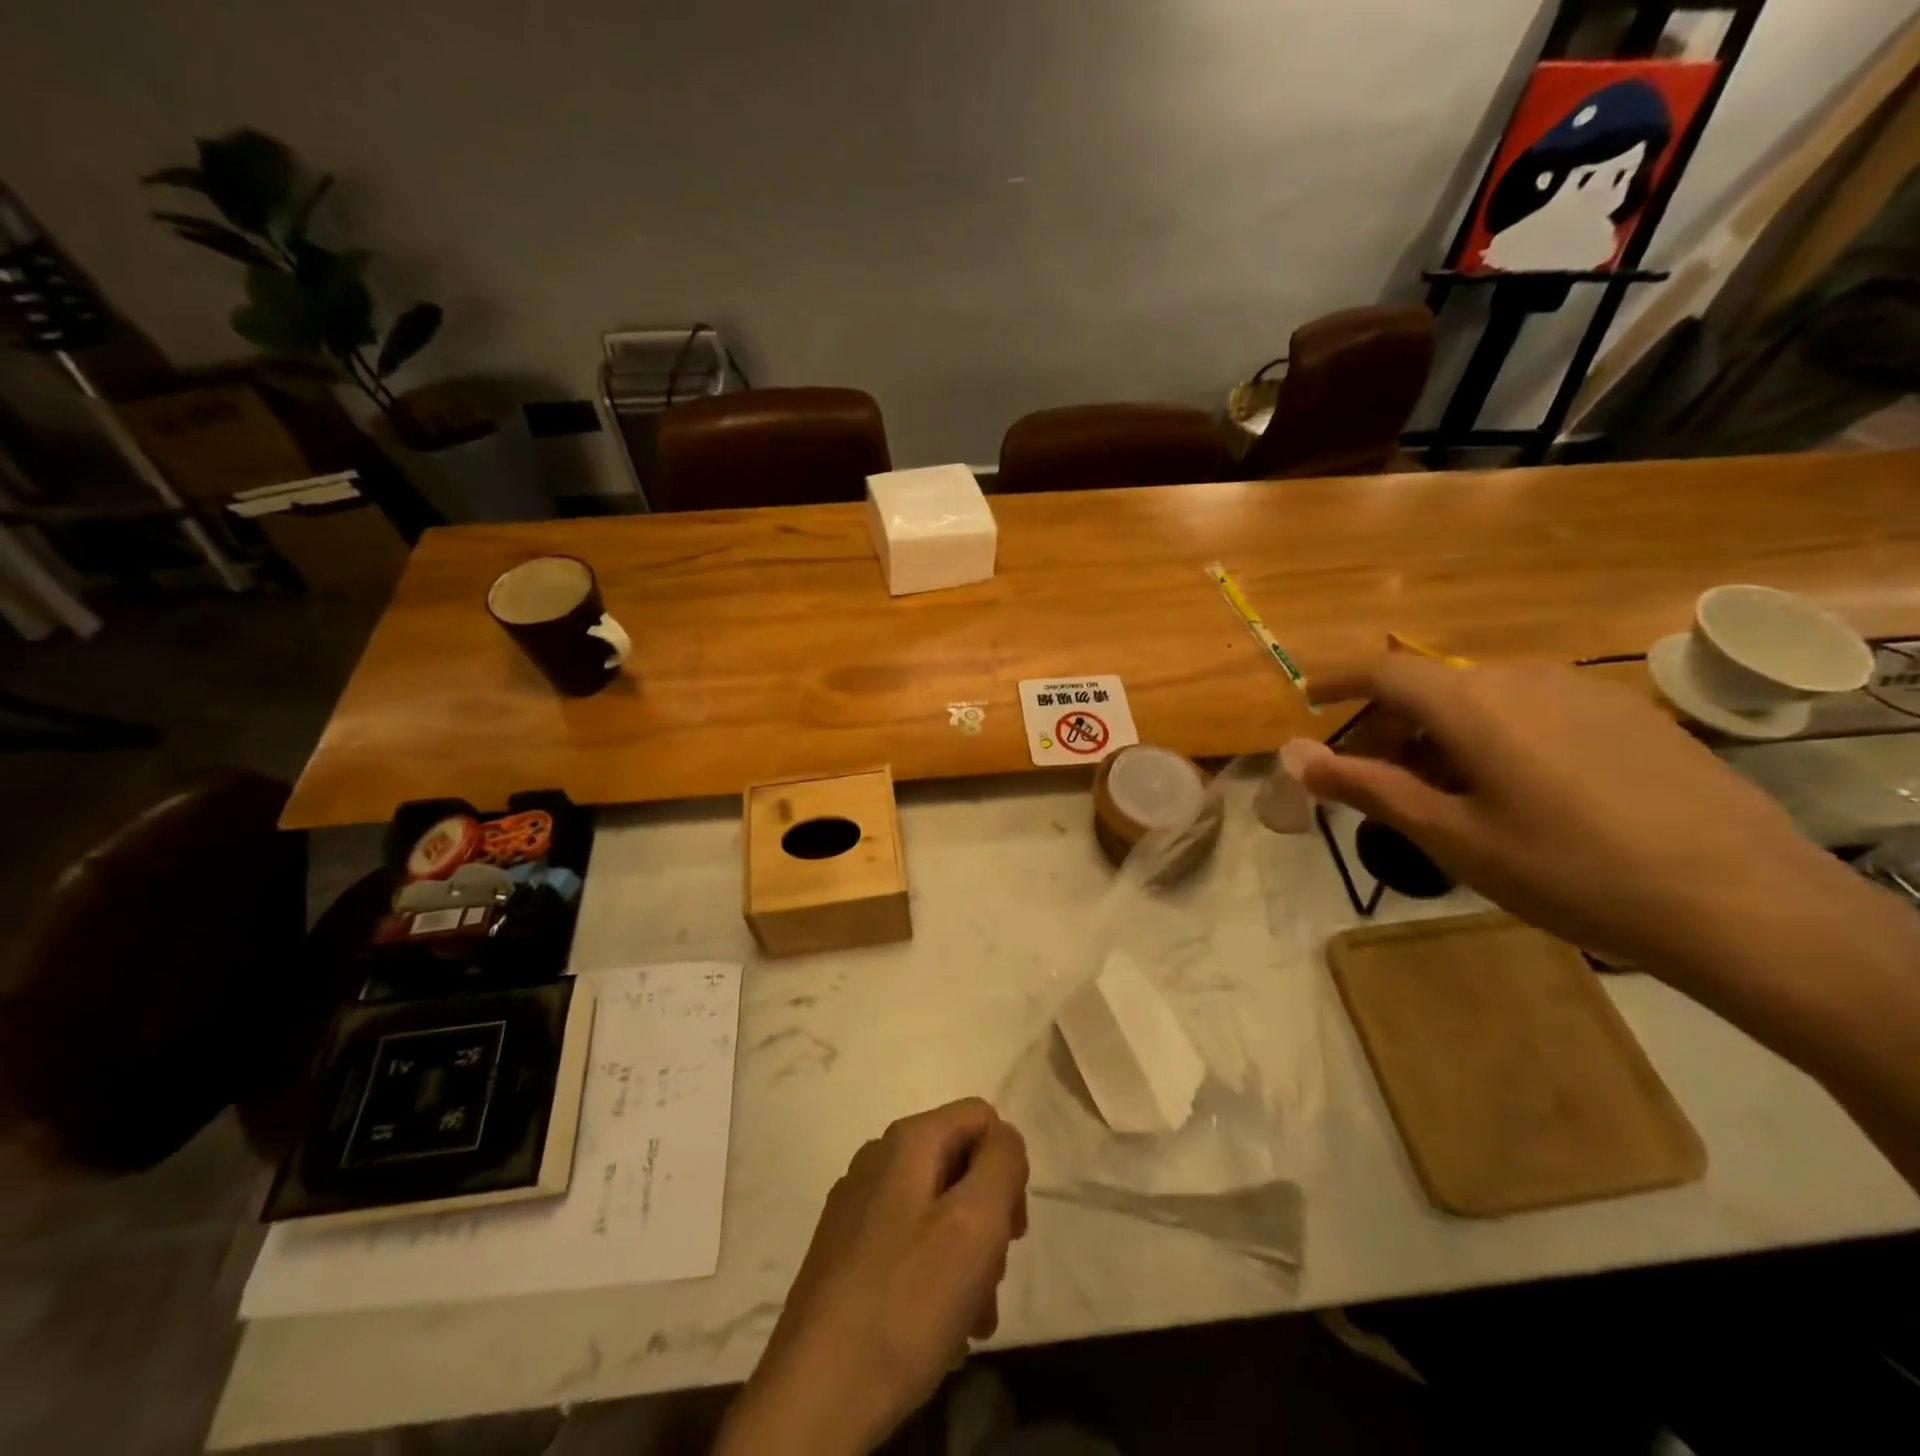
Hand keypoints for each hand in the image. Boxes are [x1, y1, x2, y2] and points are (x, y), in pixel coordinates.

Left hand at [715, 1098, 1028, 1455]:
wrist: (815, 1394)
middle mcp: (878, 1159)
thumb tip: (1004, 1139)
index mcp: (908, 1140)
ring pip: (937, 1211)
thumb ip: (1002, 1163)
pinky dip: (933, 1278)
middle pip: (960, 1166)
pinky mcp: (844, 1250)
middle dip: (988, 1222)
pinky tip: (937, 1331)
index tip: (1010, 1232)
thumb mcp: (975, 1223)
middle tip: (991, 1283)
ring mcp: (856, 1205)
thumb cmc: (906, 1301)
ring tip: (970, 1323)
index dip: (1008, 1168)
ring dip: (966, 1261)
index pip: (982, 1118)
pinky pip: (908, 1243)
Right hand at [1299, 656, 1854, 982]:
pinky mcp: (1631, 718)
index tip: (1308, 701)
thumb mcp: (1452, 837)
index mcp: (1473, 704)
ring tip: (1445, 797)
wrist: (1746, 906)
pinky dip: (1496, 740)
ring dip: (1442, 737)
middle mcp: (1524, 680)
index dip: (1338, 680)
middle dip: (1390, 727)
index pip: (1385, 671)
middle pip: (1433, 688)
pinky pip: (1536, 713)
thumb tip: (1293, 756)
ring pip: (1484, 702)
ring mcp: (1586, 694)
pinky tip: (1519, 797)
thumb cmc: (1569, 872)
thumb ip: (1367, 787)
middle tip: (1374, 781)